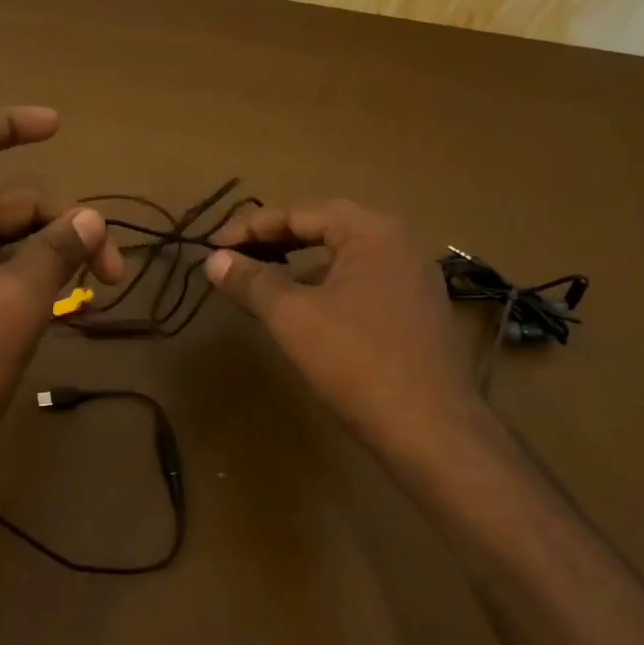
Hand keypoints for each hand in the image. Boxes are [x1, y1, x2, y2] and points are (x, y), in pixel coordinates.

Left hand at [0, 106, 123, 474]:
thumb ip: (55, 252)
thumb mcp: (15, 303)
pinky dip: (34, 283)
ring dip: (54, 256)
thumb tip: (91, 218)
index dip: (8, 126)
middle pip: (8, 203)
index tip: (58, 127)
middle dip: (63, 223)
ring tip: (98, 290)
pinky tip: (69, 309)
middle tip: (113, 268)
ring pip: (9, 244)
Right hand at [205, 200, 491, 470]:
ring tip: (260, 281)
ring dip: (297, 264)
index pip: (298, 213)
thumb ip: (251, 281)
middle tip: (233, 257)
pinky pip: (359, 282)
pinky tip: (301, 310)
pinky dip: (323, 286)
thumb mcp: (292, 316)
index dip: (249, 227)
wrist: (431, 431)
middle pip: (323, 228)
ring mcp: (413, 278)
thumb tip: (213, 259)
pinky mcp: (415, 310)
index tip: (212, 246)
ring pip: (341, 257)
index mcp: (372, 231)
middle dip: (274, 241)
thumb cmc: (357, 361)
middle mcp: (398, 243)